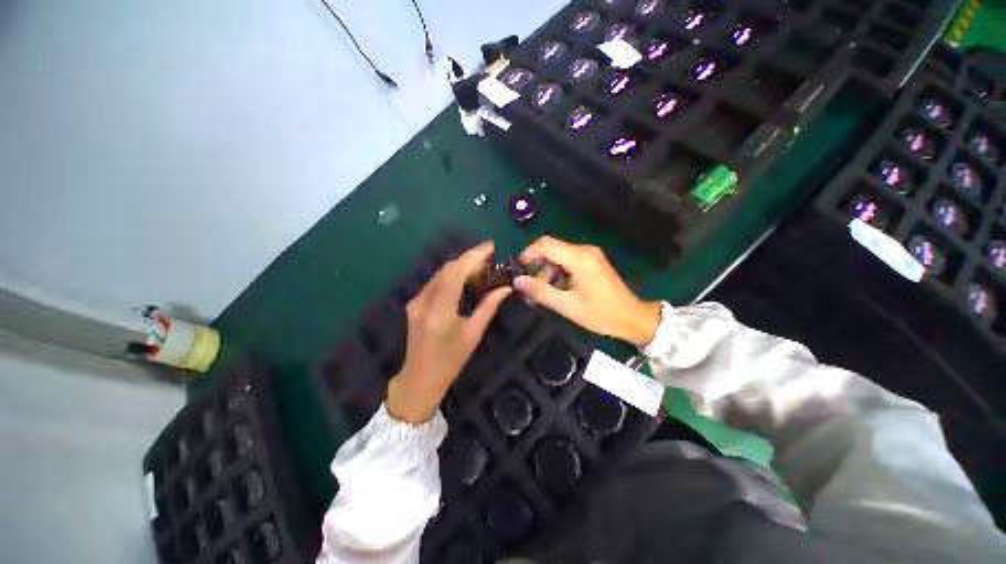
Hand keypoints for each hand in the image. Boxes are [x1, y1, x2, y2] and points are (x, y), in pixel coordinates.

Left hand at [386, 242, 511, 423]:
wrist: (419, 378)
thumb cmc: (450, 361)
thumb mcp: (473, 334)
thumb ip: (488, 307)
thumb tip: (505, 287)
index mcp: (440, 310)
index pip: (456, 273)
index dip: (473, 256)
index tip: (490, 246)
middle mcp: (424, 300)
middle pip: (447, 269)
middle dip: (469, 259)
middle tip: (490, 259)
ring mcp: (416, 301)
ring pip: (440, 273)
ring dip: (460, 266)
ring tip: (481, 267)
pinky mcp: (414, 303)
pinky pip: (435, 282)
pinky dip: (451, 276)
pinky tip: (464, 278)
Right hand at [514, 236, 660, 346]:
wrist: (632, 318)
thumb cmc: (600, 314)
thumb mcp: (567, 306)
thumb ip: (540, 291)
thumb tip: (517, 281)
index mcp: (579, 258)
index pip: (545, 244)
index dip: (527, 254)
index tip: (517, 270)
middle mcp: (584, 250)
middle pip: (550, 249)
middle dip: (536, 265)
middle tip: (528, 286)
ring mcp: (589, 255)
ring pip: (557, 255)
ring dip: (546, 271)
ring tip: (540, 293)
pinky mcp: (591, 261)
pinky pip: (567, 261)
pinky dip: (556, 272)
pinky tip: (554, 289)